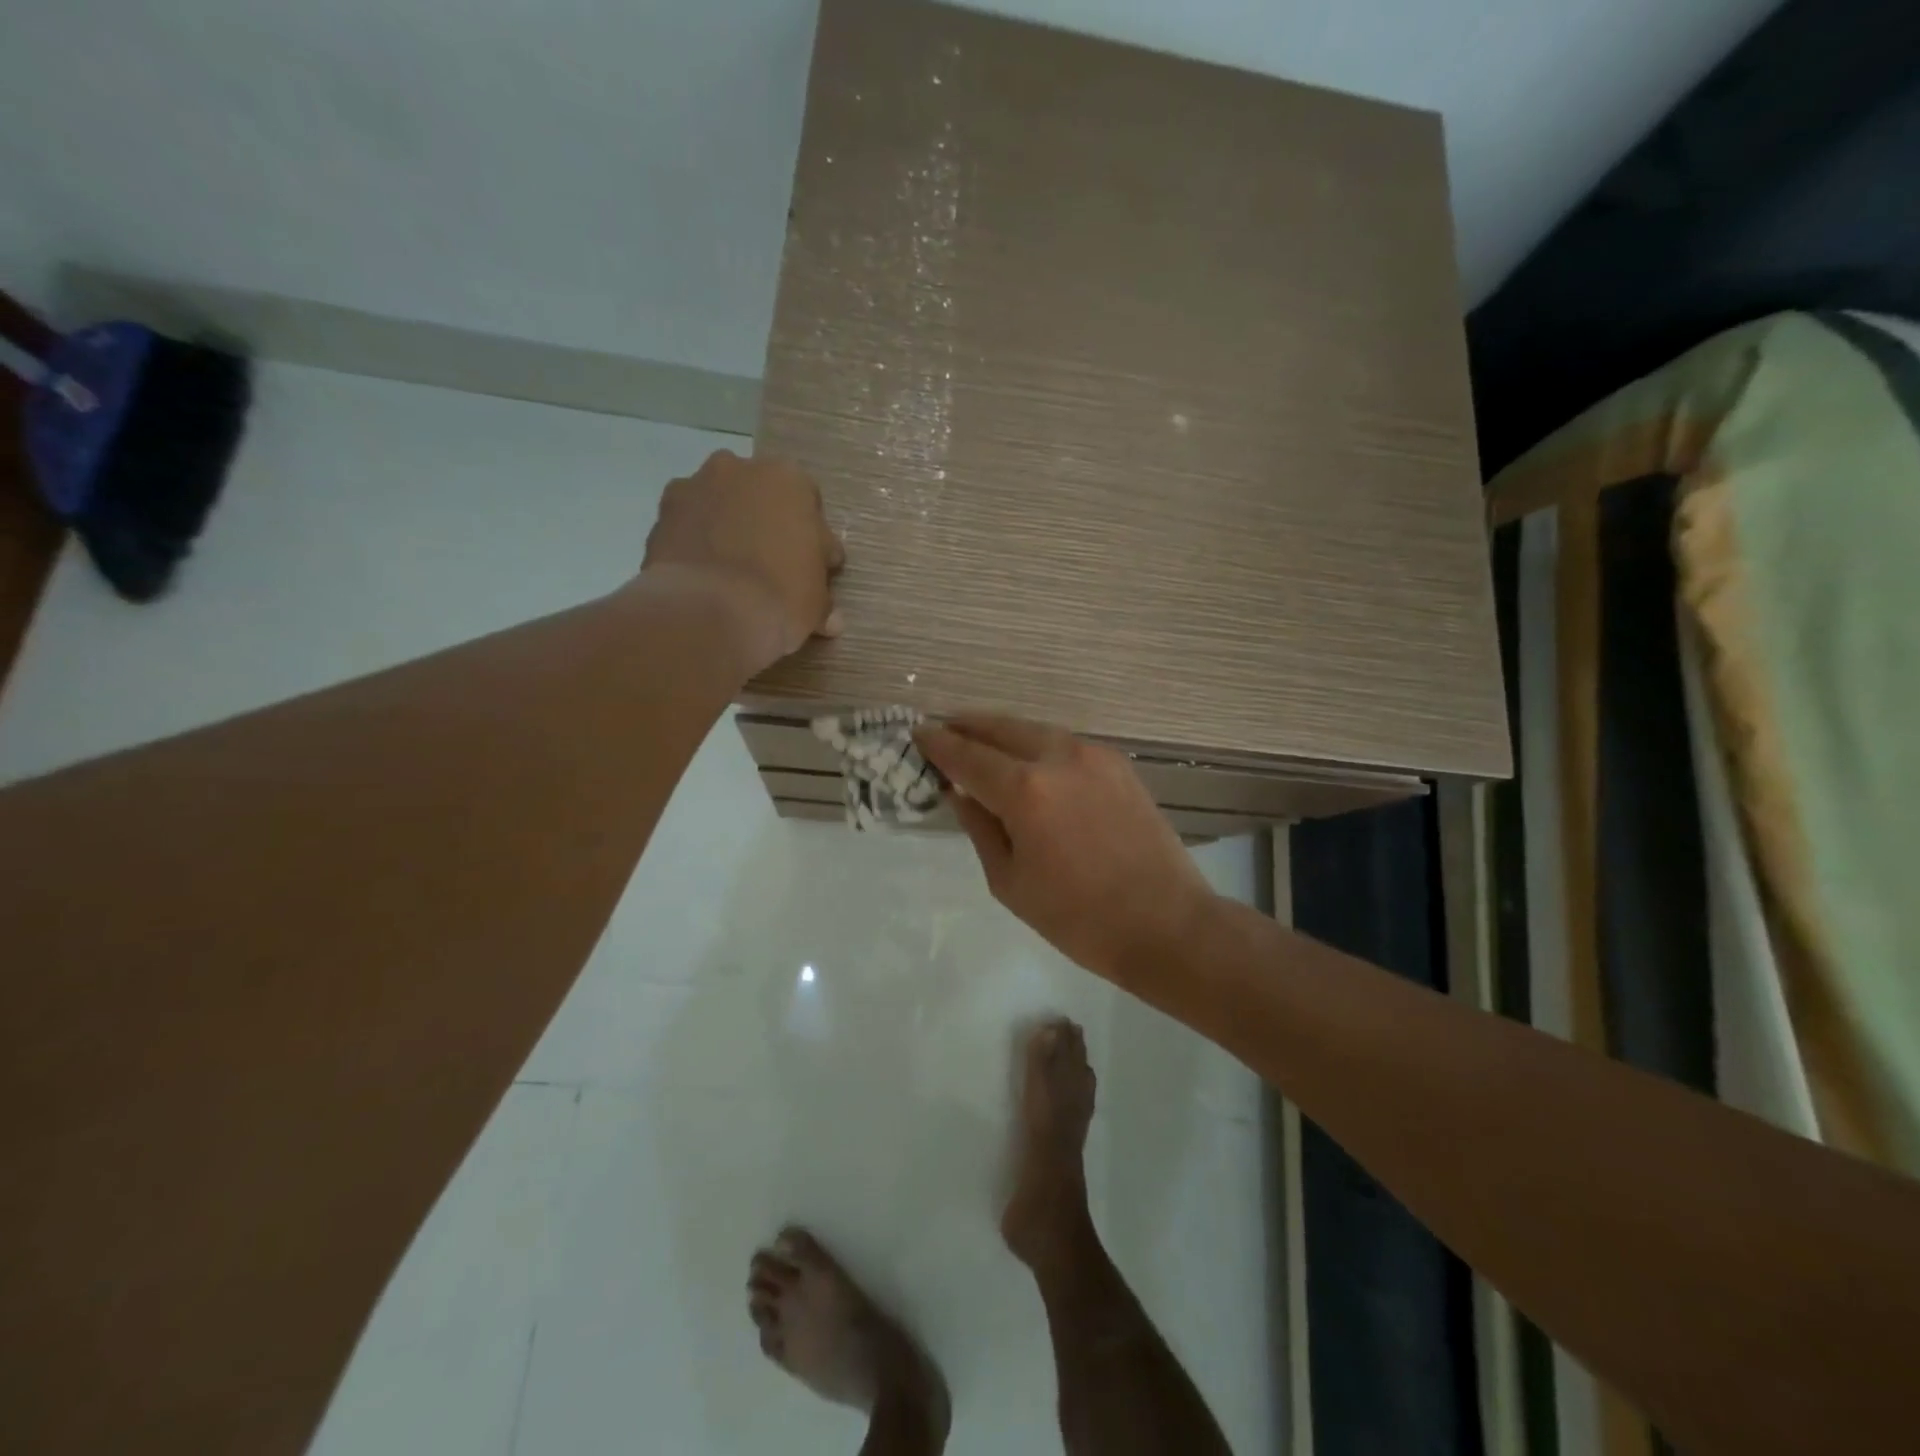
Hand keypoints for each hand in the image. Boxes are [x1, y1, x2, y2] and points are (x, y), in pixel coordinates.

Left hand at [641, 449, 844, 675]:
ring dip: (728, 528)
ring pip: (721, 505)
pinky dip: (696, 544)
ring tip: (732, 574)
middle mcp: (740, 469)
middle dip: (766, 525)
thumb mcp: (816, 604)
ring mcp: (695, 487)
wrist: (707, 612)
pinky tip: (704, 577)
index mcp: (789, 480)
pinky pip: (689, 526)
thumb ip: (822, 601)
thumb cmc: (780, 597)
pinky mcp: (661, 513)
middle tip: (772, 567)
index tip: (811, 572)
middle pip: (761, 497)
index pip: (810, 510)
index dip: (812, 543)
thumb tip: (830, 620)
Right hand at [914, 714, 1217, 988]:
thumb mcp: (1010, 881)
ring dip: (1002, 731)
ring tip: (979, 738)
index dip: (938, 744)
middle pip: (1001, 728)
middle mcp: (1059, 758)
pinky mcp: (1118, 764)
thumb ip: (980, 827)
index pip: (968, 756)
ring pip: (1035, 729)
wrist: (1166, 923)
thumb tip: (959, 792)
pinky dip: (1036, 742)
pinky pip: (1064, 742)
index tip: (917, 734)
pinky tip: (1025, 756)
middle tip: (943, 728)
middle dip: (968, 725)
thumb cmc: (1078, 917)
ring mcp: (1094, 755)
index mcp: (1026, 791)